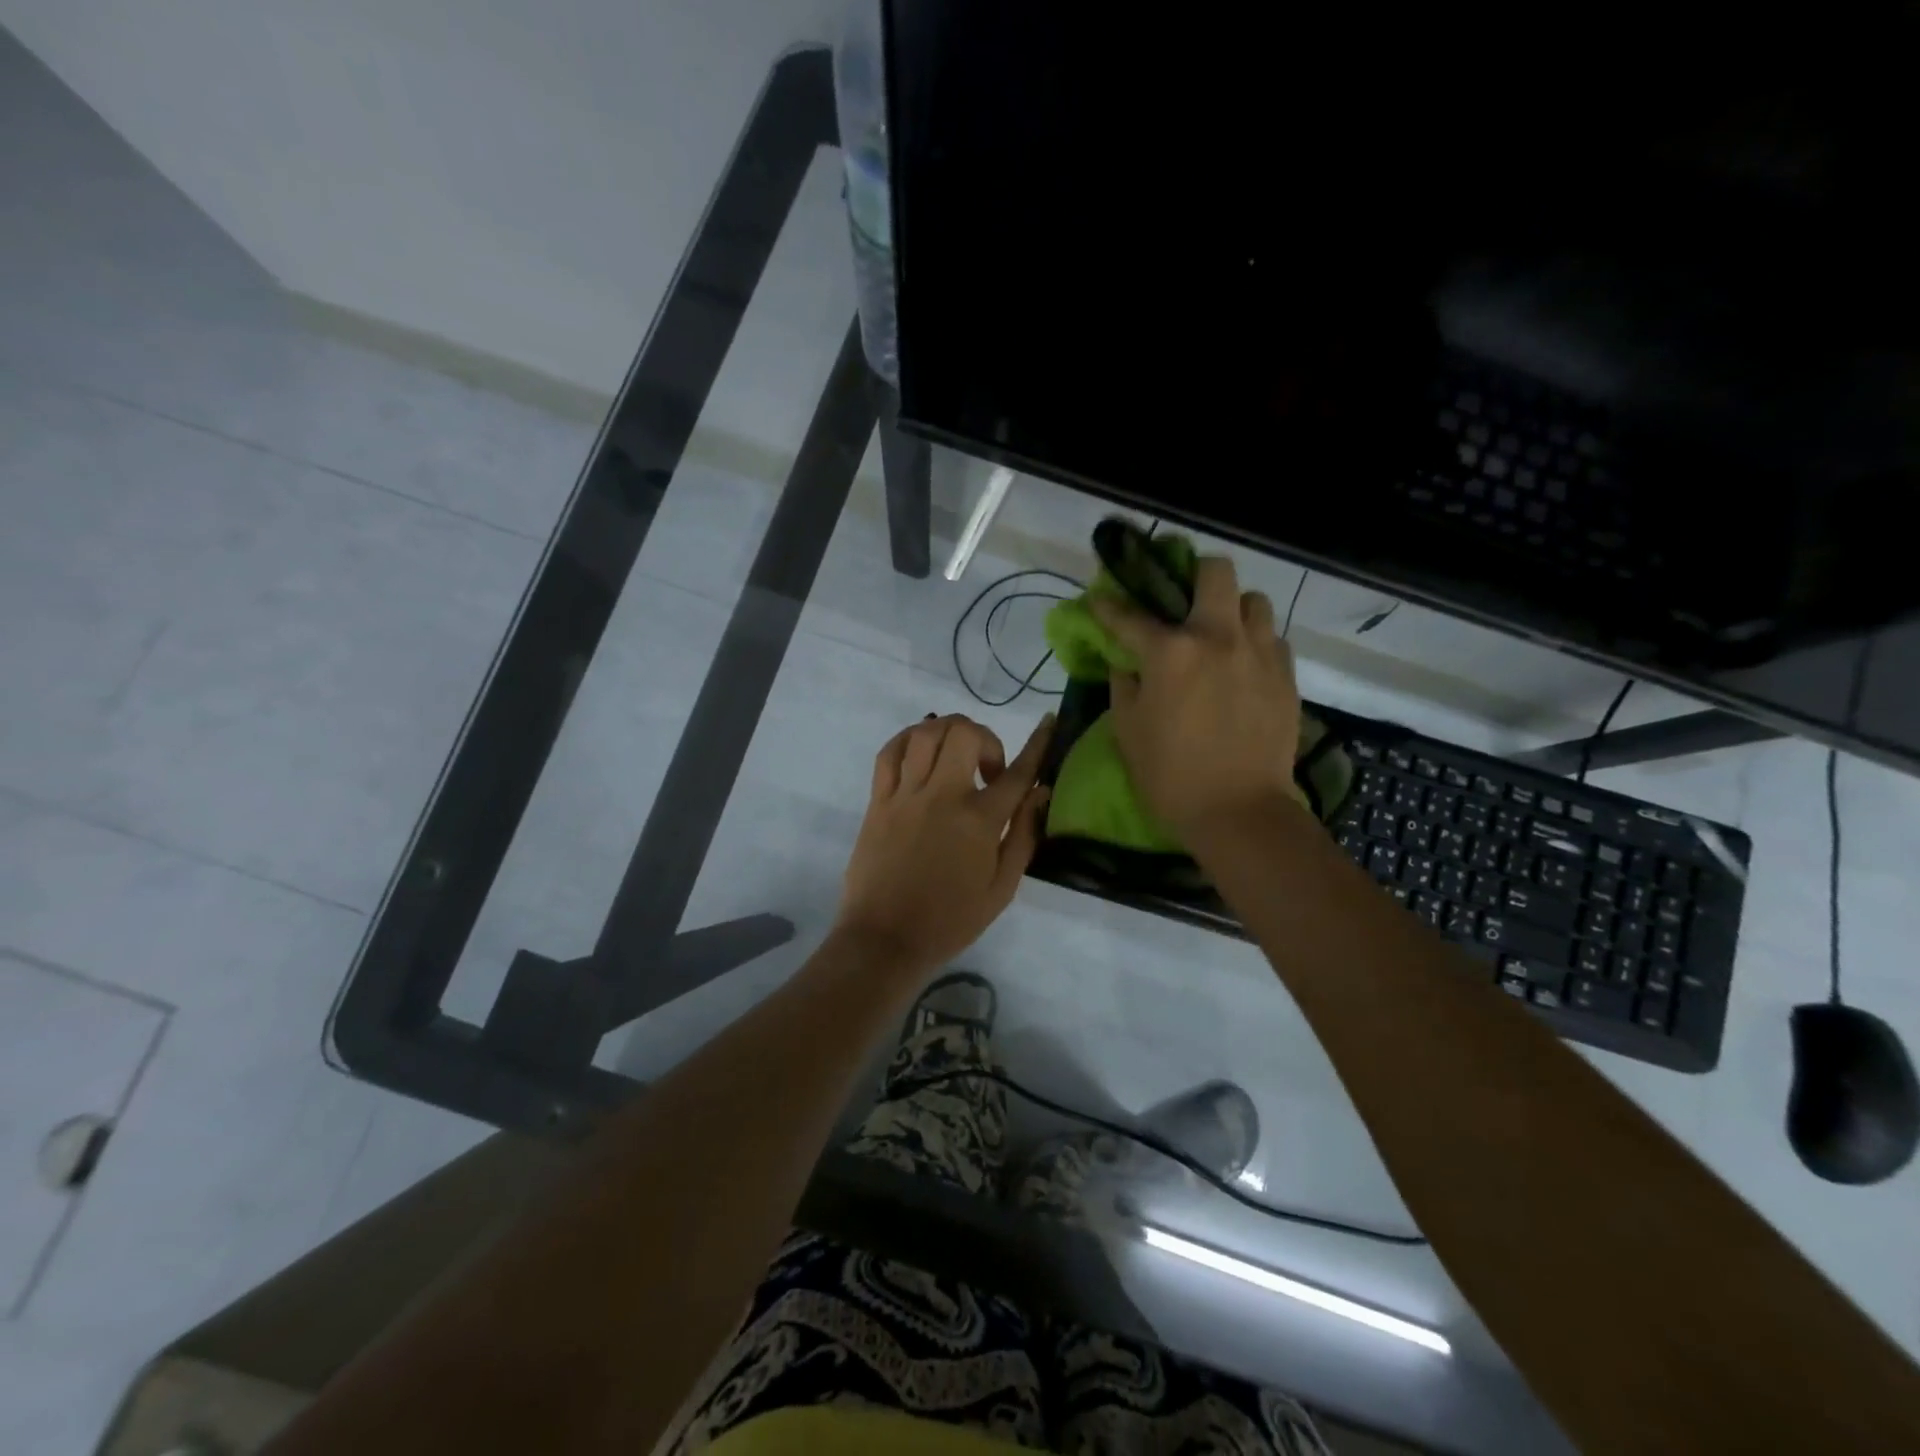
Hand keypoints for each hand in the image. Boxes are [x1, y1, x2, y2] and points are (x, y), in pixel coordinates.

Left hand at [835, 712, 1054, 978]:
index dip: (1038, 743)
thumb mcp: (1002, 888)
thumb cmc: (950, 920)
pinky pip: (889, 753)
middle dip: (985, 738)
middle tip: (987, 769)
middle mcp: (941, 796)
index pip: (1017, 772)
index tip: (1048, 722)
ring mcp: (905, 795)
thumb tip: (1040, 792)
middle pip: (963, 733)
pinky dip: (907, 740)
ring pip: (924, 733)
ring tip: (954, 755)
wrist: (885, 939)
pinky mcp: (877, 801)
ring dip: (947, 732)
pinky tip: (919, 752)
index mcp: (978, 821)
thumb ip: (1023, 835)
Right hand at [1091, 555, 1302, 839]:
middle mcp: (1218, 637)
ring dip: (1233, 610)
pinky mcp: (1286, 676)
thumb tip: (1126, 661)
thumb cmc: (1169, 775)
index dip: (1109, 605)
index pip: (1130, 615)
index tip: (1102, 600)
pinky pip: (1273, 640)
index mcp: (1170, 652)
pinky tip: (1243, 668)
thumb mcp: (1127, 730)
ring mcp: (1259, 653)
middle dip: (1195, 574)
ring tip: (1221, 636)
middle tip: (1183, 598)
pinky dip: (1255, 644)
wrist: (1238, 812)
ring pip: (1254, 601)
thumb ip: (1123, 683)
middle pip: (1216, 571)